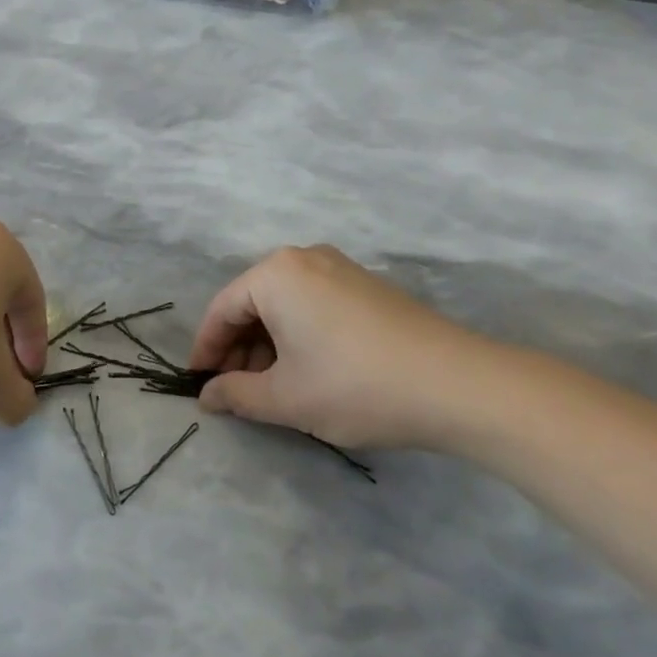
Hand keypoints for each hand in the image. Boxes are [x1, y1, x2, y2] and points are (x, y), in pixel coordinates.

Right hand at [191, 245, 506, 450]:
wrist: (457, 384)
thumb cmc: (354, 385)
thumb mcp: (286, 398)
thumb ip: (236, 396)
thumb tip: (208, 397)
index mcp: (275, 274)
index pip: (222, 309)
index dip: (206, 350)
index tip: (199, 384)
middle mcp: (303, 258)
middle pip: (253, 303)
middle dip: (239, 349)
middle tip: (235, 391)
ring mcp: (340, 268)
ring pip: (285, 305)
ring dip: (269, 344)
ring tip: (271, 388)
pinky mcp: (367, 285)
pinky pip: (314, 304)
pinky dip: (299, 335)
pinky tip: (308, 370)